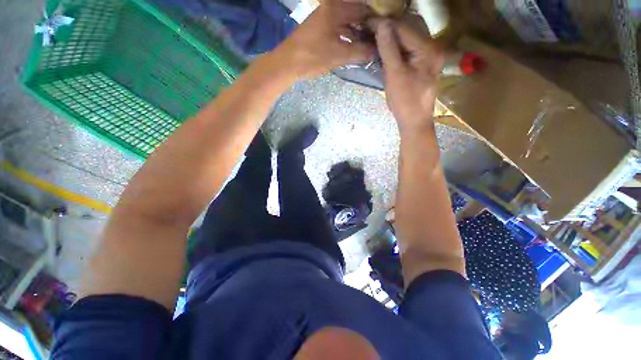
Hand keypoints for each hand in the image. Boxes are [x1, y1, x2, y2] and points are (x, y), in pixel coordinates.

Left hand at [273, 0, 375, 78]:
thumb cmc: (312, 57)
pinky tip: (353, 45)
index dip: (375, 20)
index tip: (385, 32)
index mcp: (336, 9)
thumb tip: (377, 51)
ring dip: (357, 31)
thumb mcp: (338, 55)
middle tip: (378, 39)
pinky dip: (347, 35)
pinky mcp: (319, 27)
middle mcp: (330, 7)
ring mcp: (323, 16)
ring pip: (347, 21)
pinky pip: (338, 27)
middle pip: (355, 13)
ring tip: (368, 44)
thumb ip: (359, 52)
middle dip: (367, 26)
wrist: (288, 63)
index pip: (363, 8)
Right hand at [373, 20, 443, 130]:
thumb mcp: (395, 75)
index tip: (367, 22)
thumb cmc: (405, 101)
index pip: (404, 27)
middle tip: (370, 29)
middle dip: (389, 27)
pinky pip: (409, 48)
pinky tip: (386, 48)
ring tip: (375, 36)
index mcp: (427, 49)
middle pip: (409, 28)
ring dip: (392, 36)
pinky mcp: (423, 64)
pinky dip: (397, 46)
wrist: (414, 121)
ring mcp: (428, 55)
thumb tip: (381, 24)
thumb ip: (389, 49)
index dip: (384, 24)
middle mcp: (432, 47)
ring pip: (409, 37)